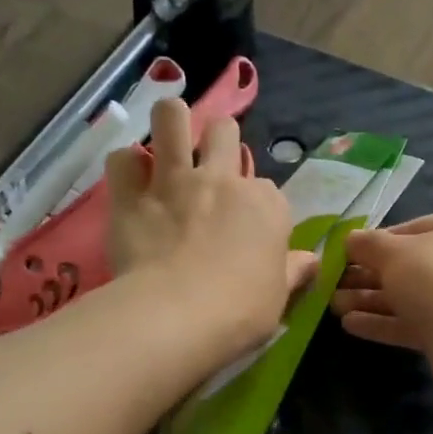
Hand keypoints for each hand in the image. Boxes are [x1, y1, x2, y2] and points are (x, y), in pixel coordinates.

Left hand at [106, 99, 316, 349]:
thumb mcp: (279, 297)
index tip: (249, 229)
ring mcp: (174, 181)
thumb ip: (293, 272)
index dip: (257, 205)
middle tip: (209, 166)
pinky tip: (130, 181)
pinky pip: (122, 158)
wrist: (178, 316)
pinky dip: (126, 167)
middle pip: (224, 131)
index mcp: (266, 205)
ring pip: (171, 117)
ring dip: (171, 122)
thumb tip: (310, 261)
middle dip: (219, 140)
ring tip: (168, 141)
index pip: (268, 189)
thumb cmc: (240, 312)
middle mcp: (223, 180)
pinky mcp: (131, 195)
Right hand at [331, 213, 432, 382]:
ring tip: (334, 305)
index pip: (415, 229)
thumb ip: (367, 244)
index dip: (378, 241)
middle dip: (369, 276)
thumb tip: (349, 239)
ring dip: (371, 301)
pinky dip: (385, 323)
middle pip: (411, 266)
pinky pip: (415, 323)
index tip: (348, 253)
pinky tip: (350, 325)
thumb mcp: (393, 253)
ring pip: (410, 297)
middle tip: (334, 283)